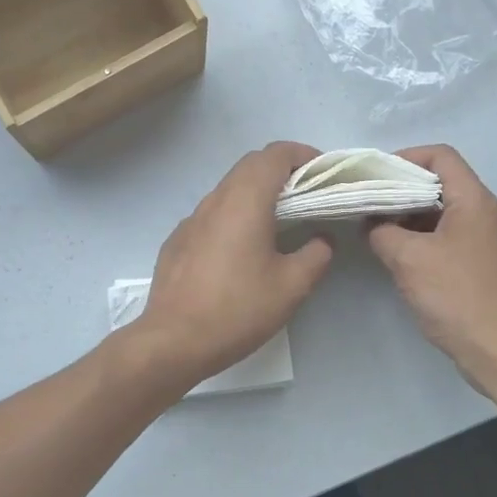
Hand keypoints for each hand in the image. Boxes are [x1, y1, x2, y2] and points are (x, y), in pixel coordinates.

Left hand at [131, 142, 334, 388]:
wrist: (173, 342)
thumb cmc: (237, 309)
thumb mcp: (292, 287)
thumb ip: (316, 255)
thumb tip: (321, 239)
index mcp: (245, 201)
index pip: (274, 154)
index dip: (303, 155)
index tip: (323, 174)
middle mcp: (215, 200)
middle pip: (250, 166)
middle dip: (282, 171)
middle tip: (308, 196)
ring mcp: (191, 220)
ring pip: (229, 189)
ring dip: (257, 194)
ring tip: (279, 222)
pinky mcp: (177, 241)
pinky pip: (212, 215)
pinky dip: (234, 216)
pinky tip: (241, 251)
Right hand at [366, 145, 496, 397]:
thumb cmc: (457, 296)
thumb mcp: (409, 259)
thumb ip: (382, 232)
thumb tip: (371, 223)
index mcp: (472, 199)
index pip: (440, 156)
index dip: (405, 157)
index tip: (373, 176)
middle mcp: (481, 212)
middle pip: (438, 182)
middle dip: (400, 188)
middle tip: (365, 200)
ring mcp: (480, 239)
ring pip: (438, 212)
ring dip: (405, 215)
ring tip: (372, 227)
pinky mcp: (475, 264)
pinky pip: (442, 237)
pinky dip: (417, 237)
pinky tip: (392, 253)